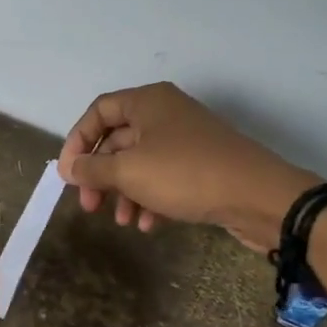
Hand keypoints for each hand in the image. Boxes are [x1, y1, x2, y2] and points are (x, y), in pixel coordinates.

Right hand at [59, 83, 319, 251]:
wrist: (259, 196)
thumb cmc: (185, 174)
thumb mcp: (129, 172)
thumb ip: (92, 169)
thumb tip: (68, 168)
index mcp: (148, 102)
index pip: (98, 112)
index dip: (77, 141)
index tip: (68, 174)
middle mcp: (166, 114)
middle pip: (117, 140)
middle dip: (100, 175)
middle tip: (89, 205)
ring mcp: (186, 140)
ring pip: (140, 163)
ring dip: (124, 193)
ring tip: (121, 221)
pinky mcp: (202, 166)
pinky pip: (164, 178)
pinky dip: (150, 199)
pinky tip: (148, 225)